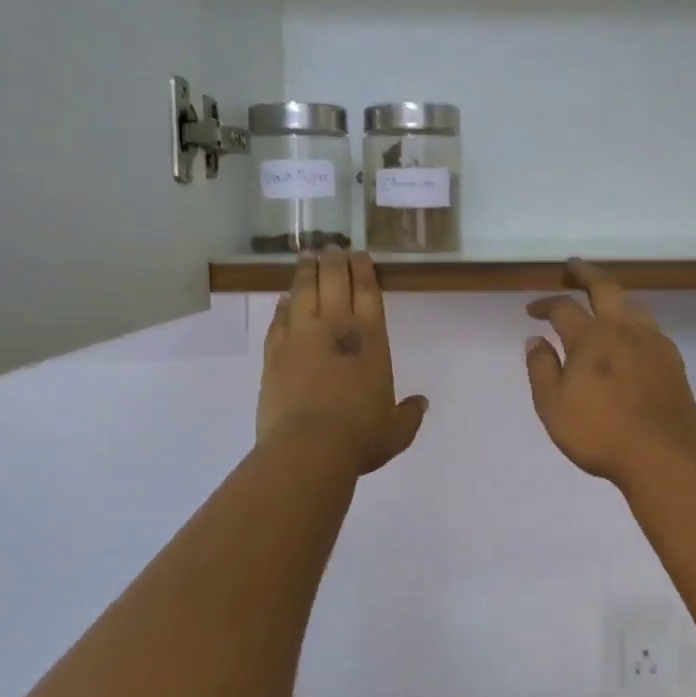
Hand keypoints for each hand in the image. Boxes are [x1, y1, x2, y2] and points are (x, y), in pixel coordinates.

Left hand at [259, 249, 426, 476]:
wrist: (308, 449)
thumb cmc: (360, 437)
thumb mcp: (396, 430)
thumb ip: (409, 414)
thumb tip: (421, 403)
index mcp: (370, 340)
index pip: (367, 292)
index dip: (364, 270)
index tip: (360, 254)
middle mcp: (335, 328)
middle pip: (334, 282)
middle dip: (334, 261)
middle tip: (332, 247)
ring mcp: (300, 337)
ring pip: (302, 292)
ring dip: (306, 272)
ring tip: (306, 256)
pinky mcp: (274, 353)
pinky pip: (278, 319)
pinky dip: (282, 305)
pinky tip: (283, 299)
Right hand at [525, 261, 695, 488]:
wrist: (661, 455)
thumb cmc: (599, 433)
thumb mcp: (552, 405)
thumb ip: (541, 368)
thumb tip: (535, 339)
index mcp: (590, 337)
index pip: (563, 307)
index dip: (544, 303)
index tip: (532, 310)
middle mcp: (623, 329)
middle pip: (604, 287)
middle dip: (585, 273)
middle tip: (573, 267)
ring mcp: (652, 341)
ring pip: (632, 303)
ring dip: (614, 294)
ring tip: (603, 297)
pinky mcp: (672, 359)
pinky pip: (651, 325)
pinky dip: (634, 319)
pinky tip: (632, 333)